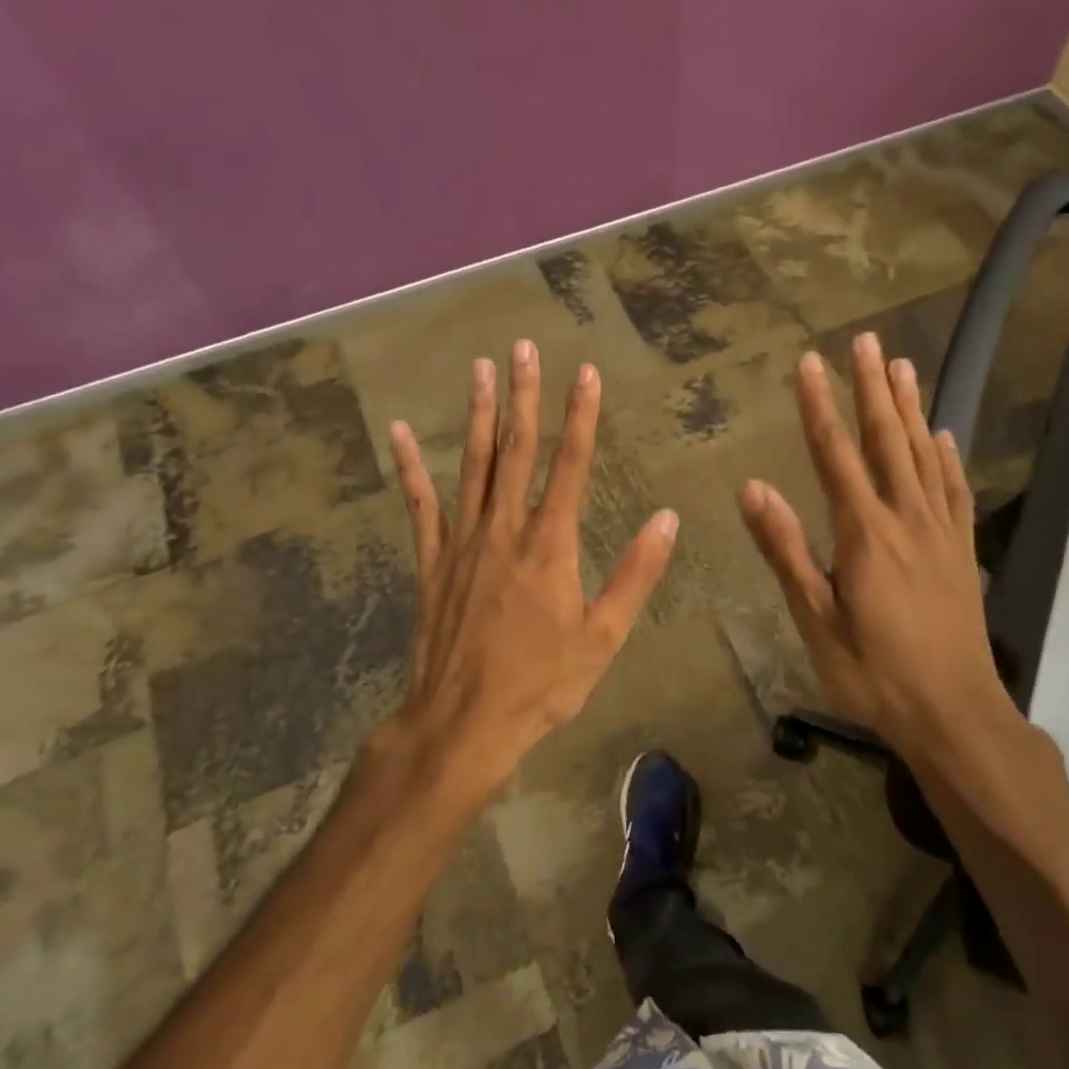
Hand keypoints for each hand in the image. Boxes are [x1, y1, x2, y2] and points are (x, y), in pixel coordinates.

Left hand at [384, 340, 678, 794]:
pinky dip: (411, 467)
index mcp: (551, 545)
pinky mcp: (432, 561)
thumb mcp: (603, 636)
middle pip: (516, 451)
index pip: (571, 466)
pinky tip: (401, 431)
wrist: (465, 721)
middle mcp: (505, 530)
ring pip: (472, 465)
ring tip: (480, 368)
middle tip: (524, 347)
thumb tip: (667, 519)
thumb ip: (635, 574)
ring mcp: (463, 542)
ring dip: (478, 414)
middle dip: (524, 396)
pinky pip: (420, 505)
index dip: (581, 417)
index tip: (586, 373)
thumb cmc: (542, 682)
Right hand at [739, 334, 1065, 846]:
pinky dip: (948, 458)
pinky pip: (955, 490)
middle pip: (886, 440)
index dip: (819, 406)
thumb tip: (752, 488)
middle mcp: (906, 519)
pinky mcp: (962, 551)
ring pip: (924, 455)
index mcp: (865, 533)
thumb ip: (786, 550)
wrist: (954, 714)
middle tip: (864, 341)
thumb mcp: (816, 618)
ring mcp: (941, 533)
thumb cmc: (873, 672)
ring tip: (901, 366)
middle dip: (871, 389)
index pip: (835, 455)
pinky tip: (944, 436)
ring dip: (910, 408)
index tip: (809, 363)